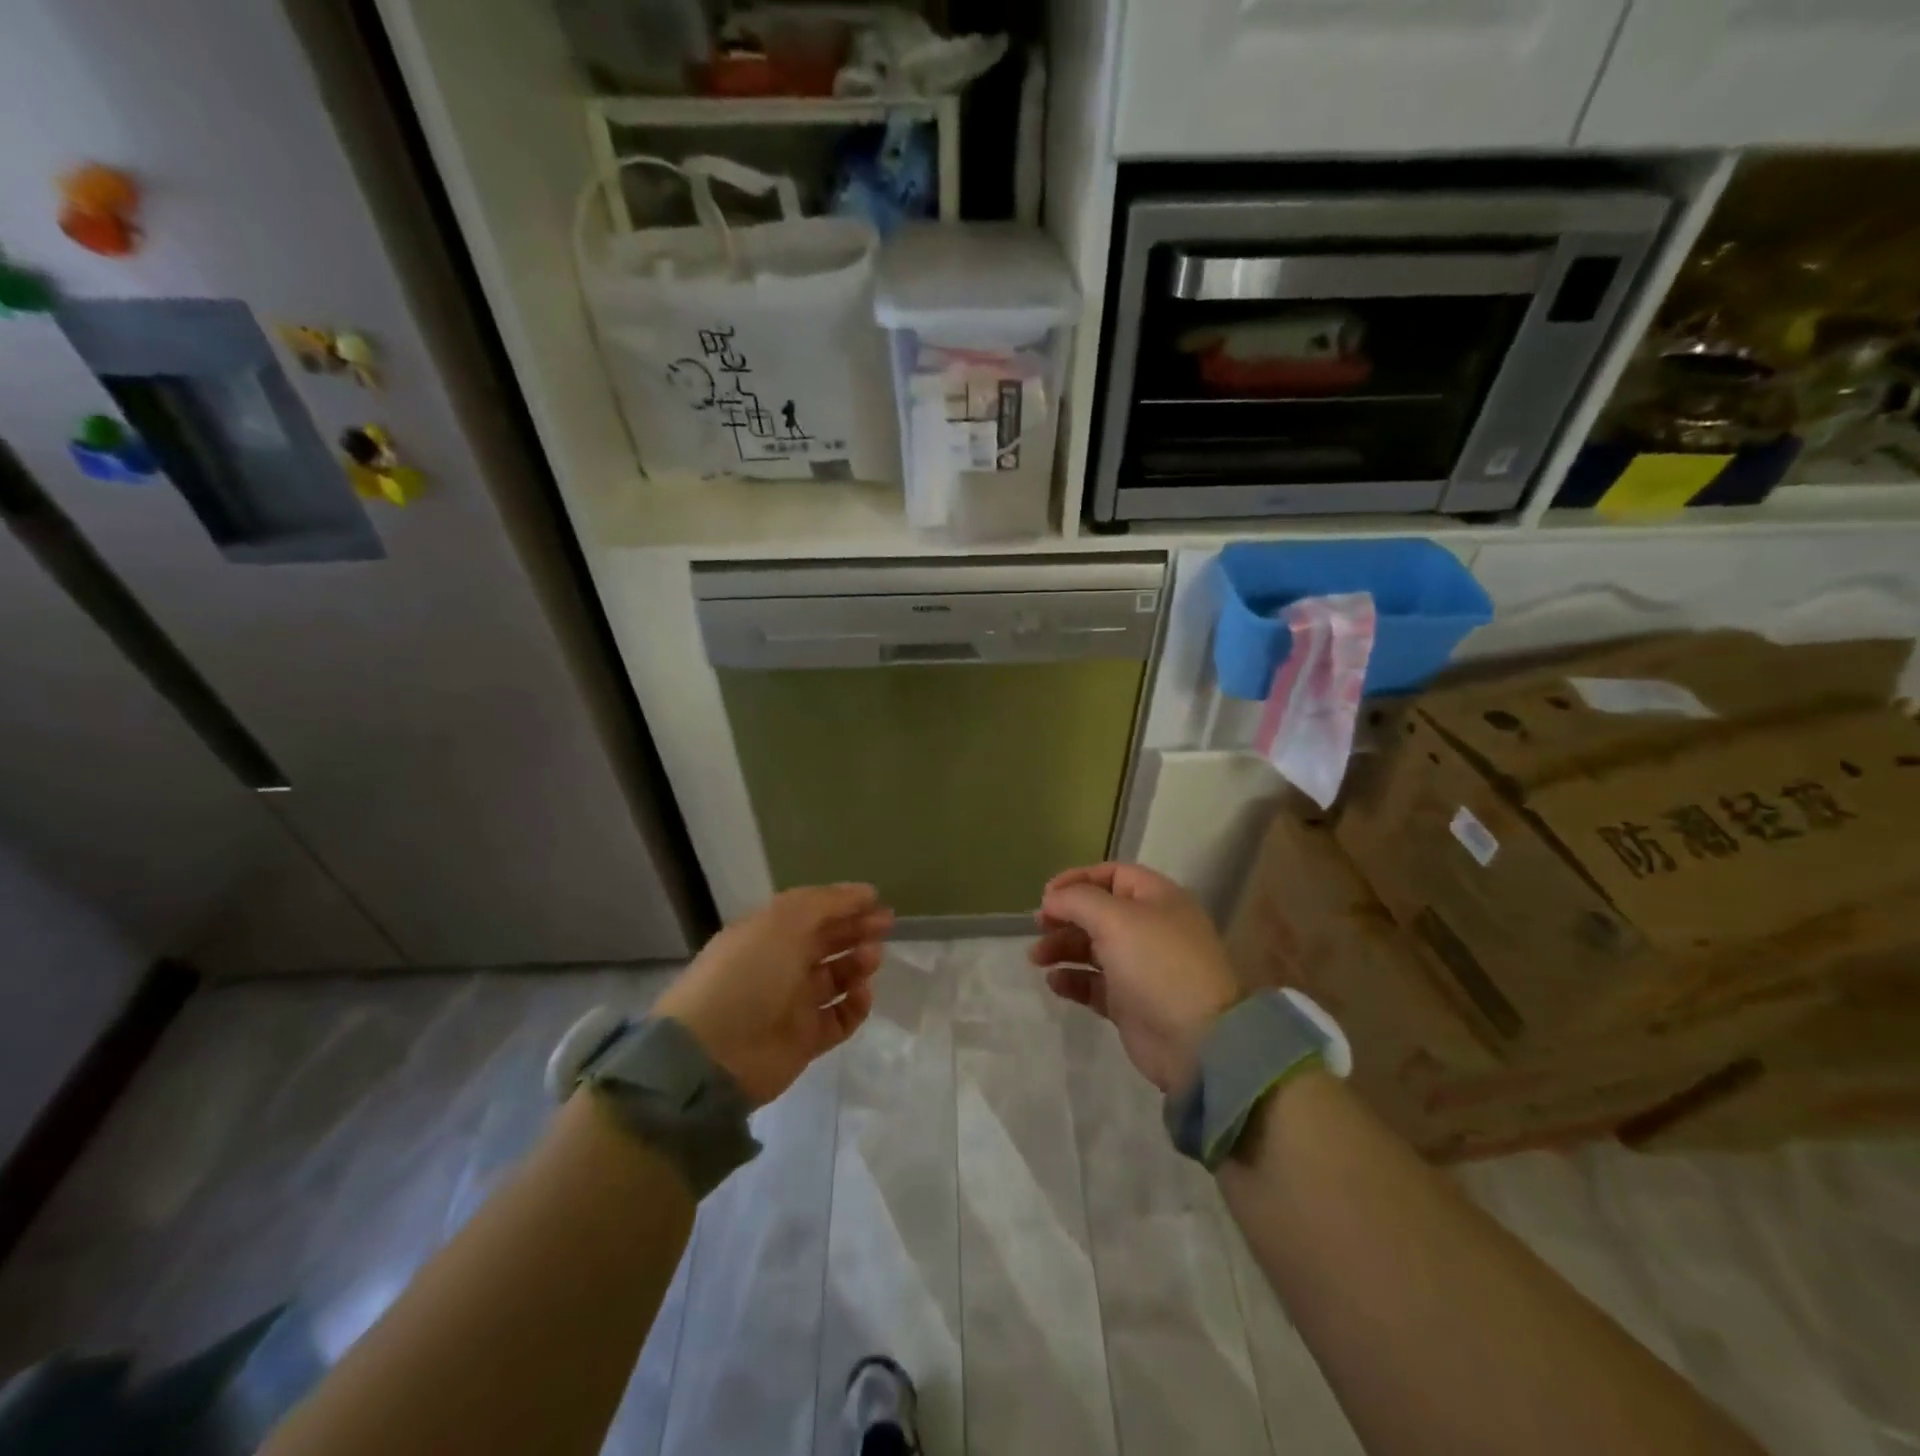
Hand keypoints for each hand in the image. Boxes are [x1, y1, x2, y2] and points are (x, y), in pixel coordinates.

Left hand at [656, 884, 892, 1106]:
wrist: (715, 1052)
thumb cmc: (748, 973)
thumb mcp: (784, 922)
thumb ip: (827, 903)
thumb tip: (864, 893)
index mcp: (769, 932)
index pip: (813, 912)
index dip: (844, 904)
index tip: (877, 900)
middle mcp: (781, 964)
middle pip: (828, 942)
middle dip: (857, 930)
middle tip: (887, 926)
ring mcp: (793, 1003)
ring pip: (837, 978)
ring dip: (858, 964)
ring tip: (872, 959)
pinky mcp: (805, 1039)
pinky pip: (840, 1018)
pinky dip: (855, 1006)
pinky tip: (863, 994)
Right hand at [1029, 863, 1241, 1094]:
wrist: (1196, 1041)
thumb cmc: (1157, 964)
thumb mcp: (1115, 919)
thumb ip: (1077, 900)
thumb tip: (1051, 899)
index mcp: (1157, 899)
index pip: (1112, 874)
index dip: (1077, 879)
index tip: (1046, 895)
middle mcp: (1150, 928)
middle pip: (1098, 912)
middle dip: (1065, 916)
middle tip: (1037, 927)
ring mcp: (1140, 967)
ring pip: (1092, 948)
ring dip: (1062, 947)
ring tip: (1037, 958)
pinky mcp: (1130, 1002)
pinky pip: (1094, 983)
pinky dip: (1073, 979)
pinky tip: (1055, 982)